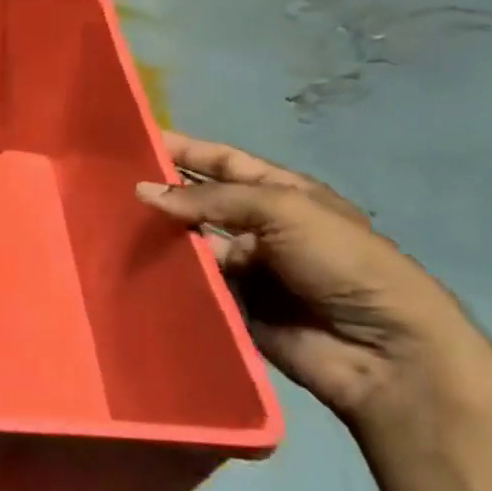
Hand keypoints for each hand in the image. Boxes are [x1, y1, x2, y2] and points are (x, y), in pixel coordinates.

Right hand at [137, 132, 491, 435]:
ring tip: (109, 225)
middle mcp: (262, 227)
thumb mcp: (282, 210)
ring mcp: (248, 269)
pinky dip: (169, 276)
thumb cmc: (341, 261)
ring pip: (192, 244)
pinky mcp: (235, 306)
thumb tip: (143, 191)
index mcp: (282, 194)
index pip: (224, 162)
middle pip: (202, 203)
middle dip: (164, 193)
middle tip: (109, 186)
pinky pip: (194, 285)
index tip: (137, 140)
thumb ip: (210, 199)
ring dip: (161, 236)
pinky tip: (131, 267)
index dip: (185, 150)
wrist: (382, 350)